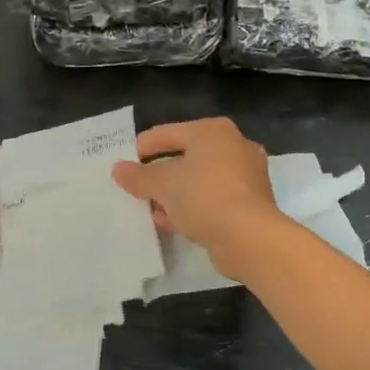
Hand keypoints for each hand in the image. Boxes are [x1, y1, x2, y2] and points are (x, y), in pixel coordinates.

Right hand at [112, 117, 282, 271]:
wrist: (250, 238)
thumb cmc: (204, 197)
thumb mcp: (163, 184)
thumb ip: (138, 175)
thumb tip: (118, 169)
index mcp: (213, 131)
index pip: (168, 133)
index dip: (143, 148)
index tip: (123, 164)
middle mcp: (233, 146)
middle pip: (185, 156)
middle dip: (159, 174)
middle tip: (136, 187)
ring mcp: (246, 176)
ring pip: (199, 180)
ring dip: (174, 194)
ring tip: (150, 209)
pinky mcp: (250, 203)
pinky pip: (212, 199)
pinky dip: (192, 207)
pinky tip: (171, 222)